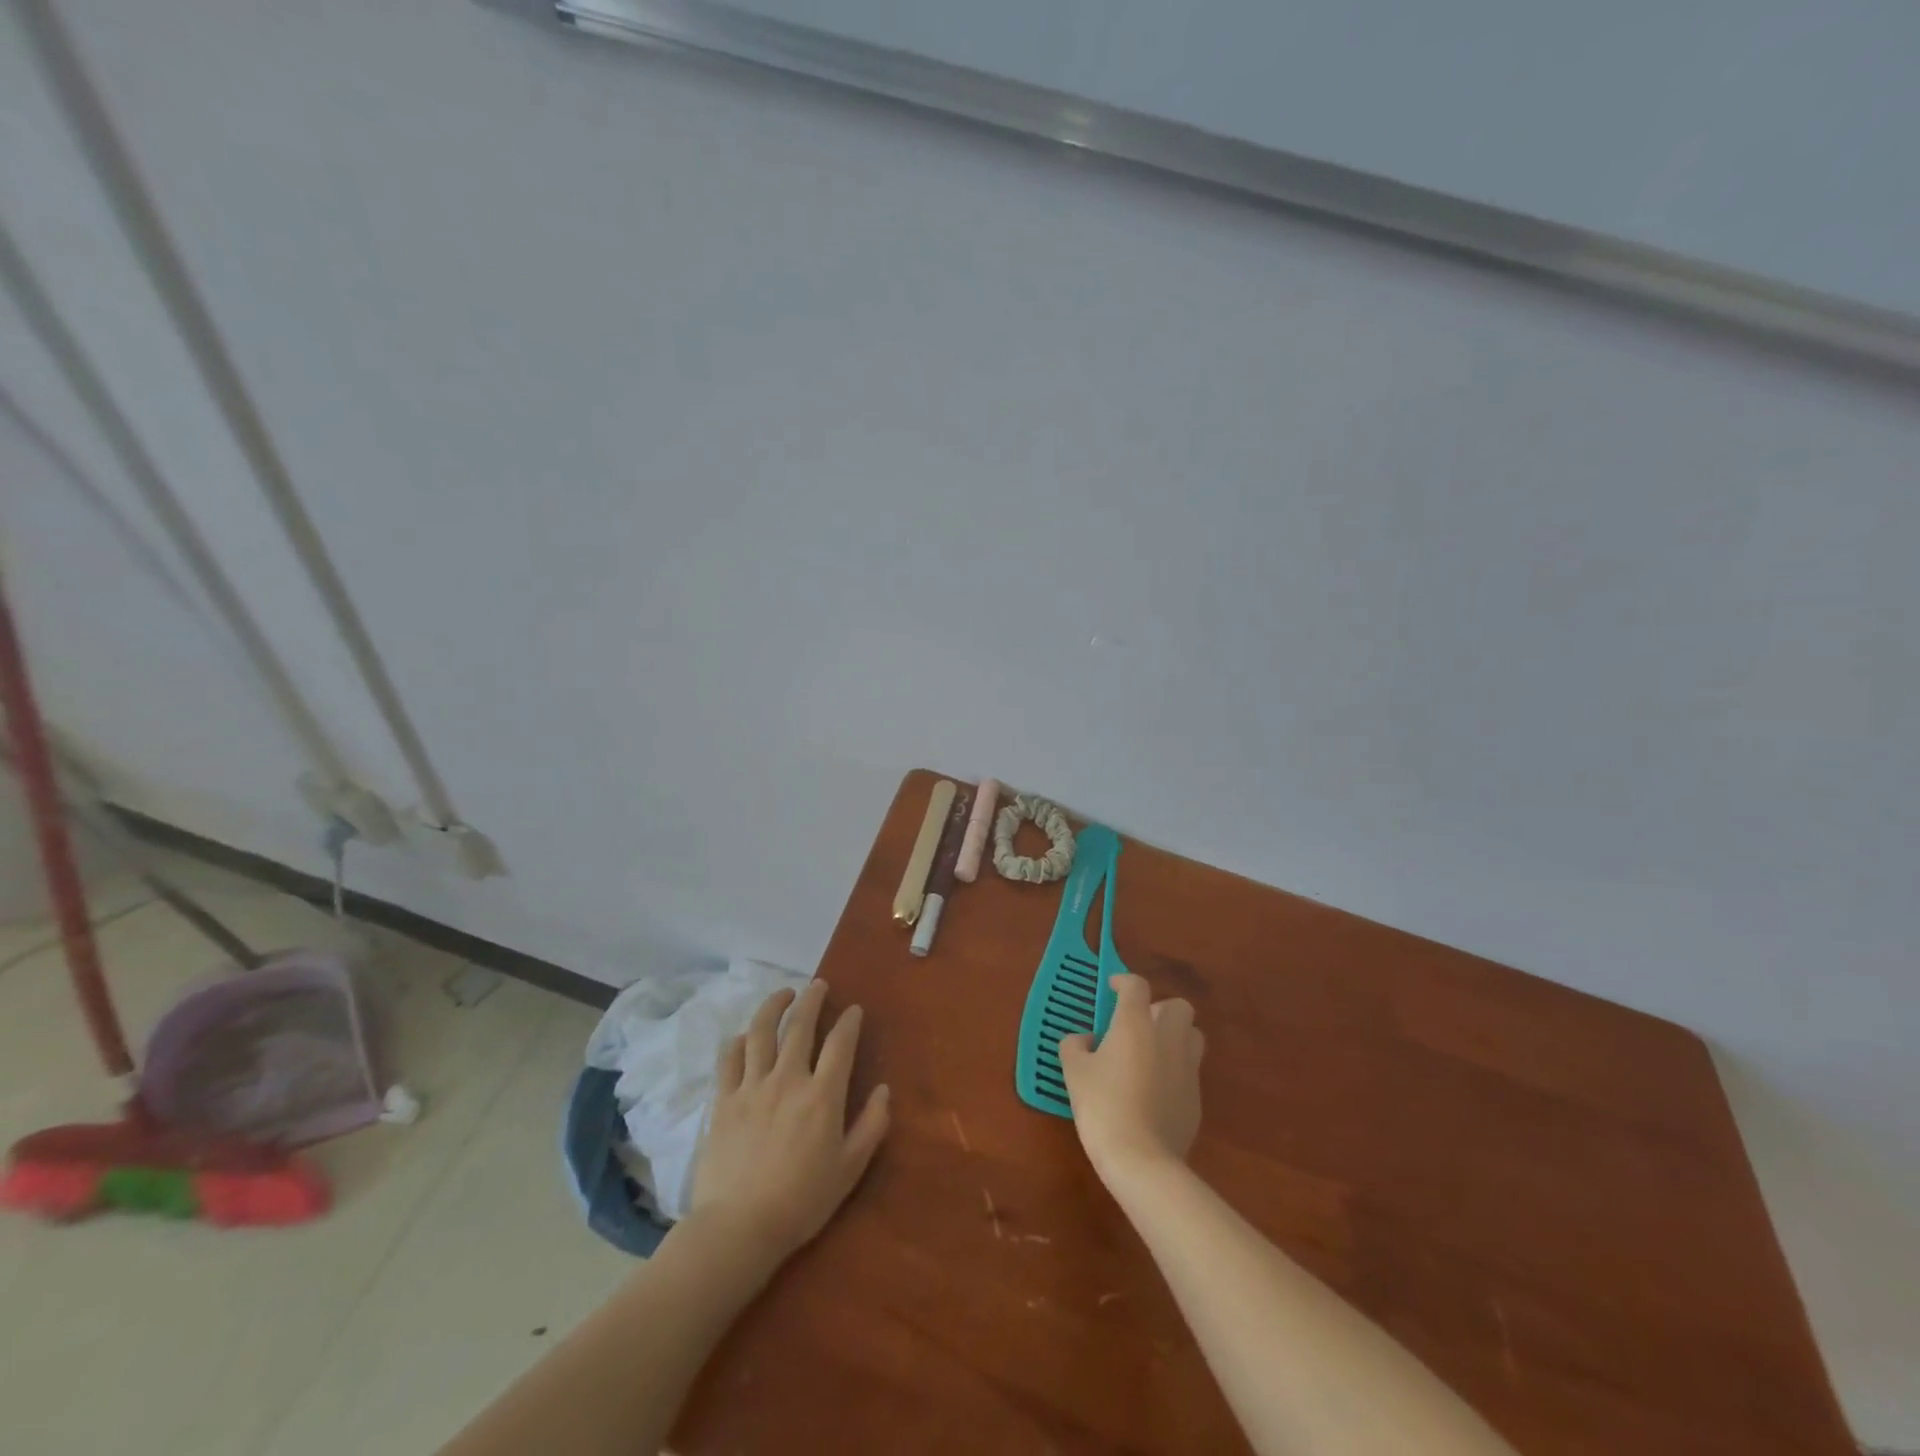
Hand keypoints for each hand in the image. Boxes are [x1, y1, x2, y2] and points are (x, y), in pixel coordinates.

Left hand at [688, 981, 890, 1266]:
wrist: (739, 1228)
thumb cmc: (801, 1201)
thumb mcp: (849, 1169)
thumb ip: (871, 1125)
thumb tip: (883, 1090)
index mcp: (822, 1095)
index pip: (840, 1043)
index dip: (849, 1021)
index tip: (853, 1009)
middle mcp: (788, 1079)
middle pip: (799, 1026)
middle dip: (811, 999)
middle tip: (817, 985)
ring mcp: (751, 1087)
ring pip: (761, 1032)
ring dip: (773, 1006)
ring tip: (783, 994)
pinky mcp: (724, 1101)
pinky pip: (729, 1059)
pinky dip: (738, 1041)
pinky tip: (743, 1036)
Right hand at [1059, 974, 1203, 1181]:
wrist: (1142, 1159)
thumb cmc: (1103, 1106)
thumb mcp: (1074, 1072)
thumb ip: (1075, 1046)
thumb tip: (1084, 1040)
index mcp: (1135, 1024)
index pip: (1136, 985)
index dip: (1123, 982)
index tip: (1112, 988)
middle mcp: (1167, 1037)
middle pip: (1178, 1006)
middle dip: (1159, 1008)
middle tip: (1136, 1024)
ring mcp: (1187, 1067)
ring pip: (1193, 1035)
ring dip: (1175, 1035)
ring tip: (1151, 1052)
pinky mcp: (1197, 1097)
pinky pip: (1190, 1069)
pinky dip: (1176, 1068)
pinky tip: (1156, 1088)